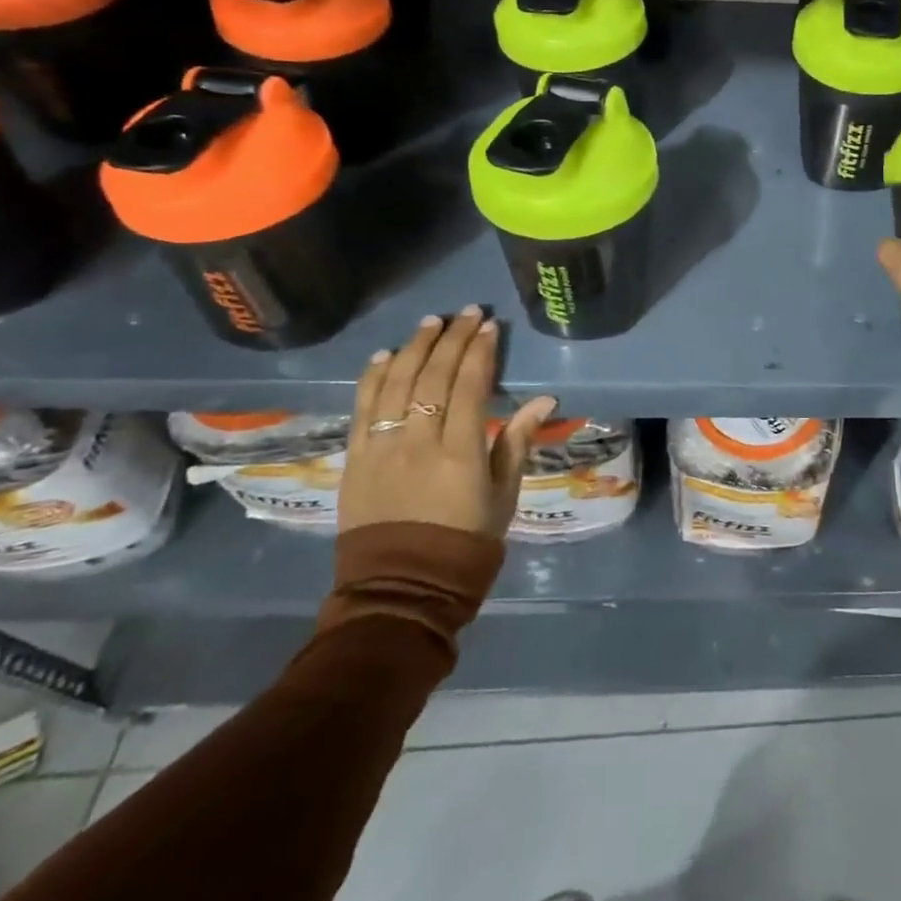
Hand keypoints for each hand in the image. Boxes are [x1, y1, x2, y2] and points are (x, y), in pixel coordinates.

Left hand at [340, 307, 557, 538]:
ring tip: (430, 323)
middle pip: (433, 378)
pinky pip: (362, 410)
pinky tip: (386, 356)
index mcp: (460, 453)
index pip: (469, 387)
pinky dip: (374, 378)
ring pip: (396, 385)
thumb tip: (545, 399)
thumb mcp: (503, 494)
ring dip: (414, 348)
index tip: (488, 326)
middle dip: (451, 340)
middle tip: (465, 313)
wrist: (402, 588)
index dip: (479, 352)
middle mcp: (418, 443)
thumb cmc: (465, 541)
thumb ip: (517, 441)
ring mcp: (381, 450)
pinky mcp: (354, 460)